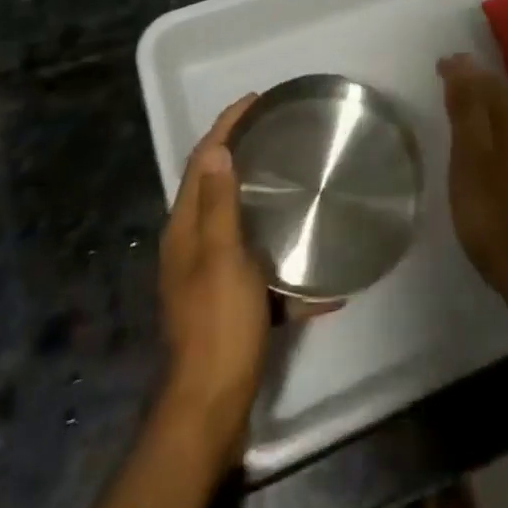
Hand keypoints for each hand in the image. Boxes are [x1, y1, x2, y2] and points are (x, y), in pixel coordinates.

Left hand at [159, 95, 268, 457]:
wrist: (213, 407)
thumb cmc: (218, 324)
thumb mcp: (222, 257)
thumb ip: (219, 206)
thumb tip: (216, 150)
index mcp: (186, 230)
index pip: (202, 163)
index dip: (225, 127)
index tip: (254, 100)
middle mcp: (192, 247)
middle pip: (216, 188)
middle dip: (242, 156)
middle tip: (277, 133)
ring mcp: (210, 277)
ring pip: (240, 226)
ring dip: (265, 205)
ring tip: (299, 185)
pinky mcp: (229, 304)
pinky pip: (261, 270)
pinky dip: (285, 269)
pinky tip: (322, 282)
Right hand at [439, 54, 507, 341]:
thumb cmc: (496, 219)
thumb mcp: (470, 163)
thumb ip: (467, 112)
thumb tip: (462, 61)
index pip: (487, 81)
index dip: (463, 71)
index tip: (440, 65)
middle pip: (503, 99)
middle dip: (476, 89)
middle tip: (449, 86)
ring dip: (489, 113)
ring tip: (465, 117)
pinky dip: (501, 138)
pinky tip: (492, 153)